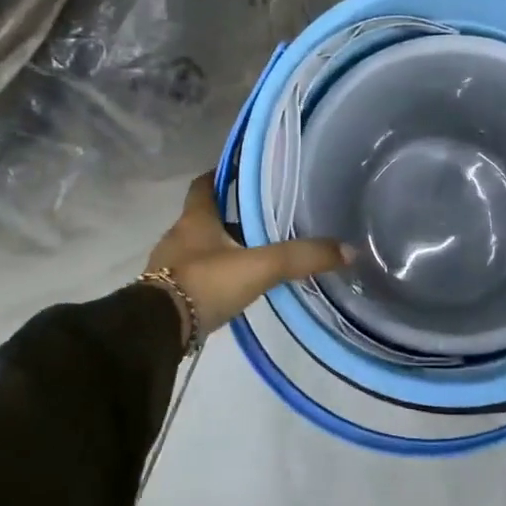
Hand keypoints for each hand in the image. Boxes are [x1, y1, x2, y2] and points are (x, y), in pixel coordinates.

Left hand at [145, 174, 348, 341]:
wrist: (156, 331)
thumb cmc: (205, 283)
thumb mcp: (259, 267)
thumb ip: (301, 257)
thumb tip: (349, 250)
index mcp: (195, 219)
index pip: (203, 185)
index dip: (221, 176)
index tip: (242, 173)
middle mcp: (178, 236)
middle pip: (203, 217)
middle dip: (229, 216)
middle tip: (262, 217)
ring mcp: (168, 267)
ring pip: (199, 248)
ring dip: (221, 248)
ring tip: (253, 253)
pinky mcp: (166, 295)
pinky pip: (194, 276)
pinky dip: (213, 275)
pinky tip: (233, 286)